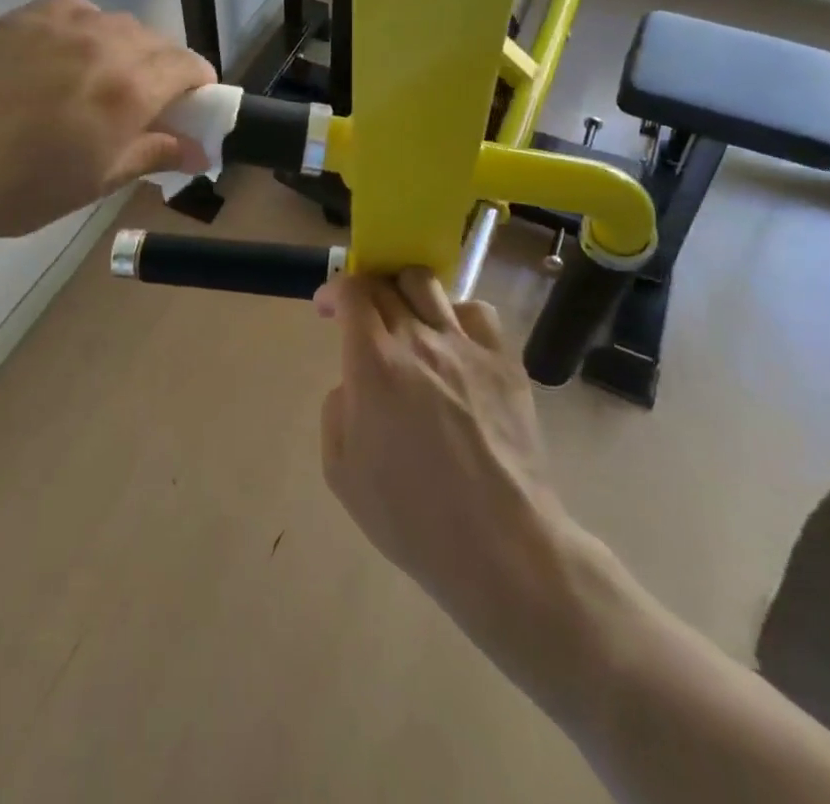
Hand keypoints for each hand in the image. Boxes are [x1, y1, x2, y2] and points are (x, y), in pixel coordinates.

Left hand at [0, 0, 214, 255]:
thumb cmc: (15, 188)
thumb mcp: (93, 182)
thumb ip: (152, 156)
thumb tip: (200, 153)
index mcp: (131, 87)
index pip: (189, 67)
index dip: (199, 87)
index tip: (191, 111)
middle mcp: (105, 42)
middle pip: (157, 42)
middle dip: (164, 71)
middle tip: (144, 108)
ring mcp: (60, 23)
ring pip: (117, 24)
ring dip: (126, 49)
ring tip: (100, 82)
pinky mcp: (22, 16)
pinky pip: (75, 9)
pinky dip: (86, 27)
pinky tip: (65, 54)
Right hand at [318, 270, 577, 643]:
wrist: (501, 546)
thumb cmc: (411, 516)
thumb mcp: (341, 471)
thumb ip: (336, 409)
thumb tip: (354, 383)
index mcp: (375, 364)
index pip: (351, 292)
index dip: (333, 291)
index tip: (326, 309)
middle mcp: (419, 340)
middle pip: (385, 284)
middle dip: (363, 292)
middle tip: (359, 318)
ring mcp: (466, 346)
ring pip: (427, 283)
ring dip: (403, 291)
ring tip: (404, 318)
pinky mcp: (503, 361)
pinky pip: (476, 312)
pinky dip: (454, 314)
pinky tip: (451, 342)